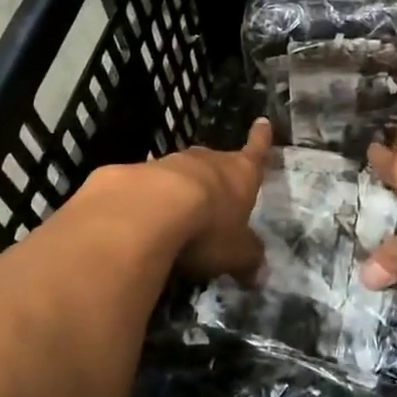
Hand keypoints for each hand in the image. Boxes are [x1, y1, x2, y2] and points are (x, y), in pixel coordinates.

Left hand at [151, 117, 272, 281]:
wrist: (148, 210)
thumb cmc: (208, 227)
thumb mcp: (236, 253)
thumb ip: (248, 260)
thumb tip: (259, 275)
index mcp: (239, 174)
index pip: (256, 152)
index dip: (260, 140)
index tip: (262, 121)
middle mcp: (207, 161)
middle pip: (216, 162)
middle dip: (217, 175)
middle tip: (216, 192)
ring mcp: (169, 164)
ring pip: (180, 172)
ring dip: (181, 188)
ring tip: (177, 213)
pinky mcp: (134, 174)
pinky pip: (146, 186)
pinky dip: (148, 200)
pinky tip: (141, 221)